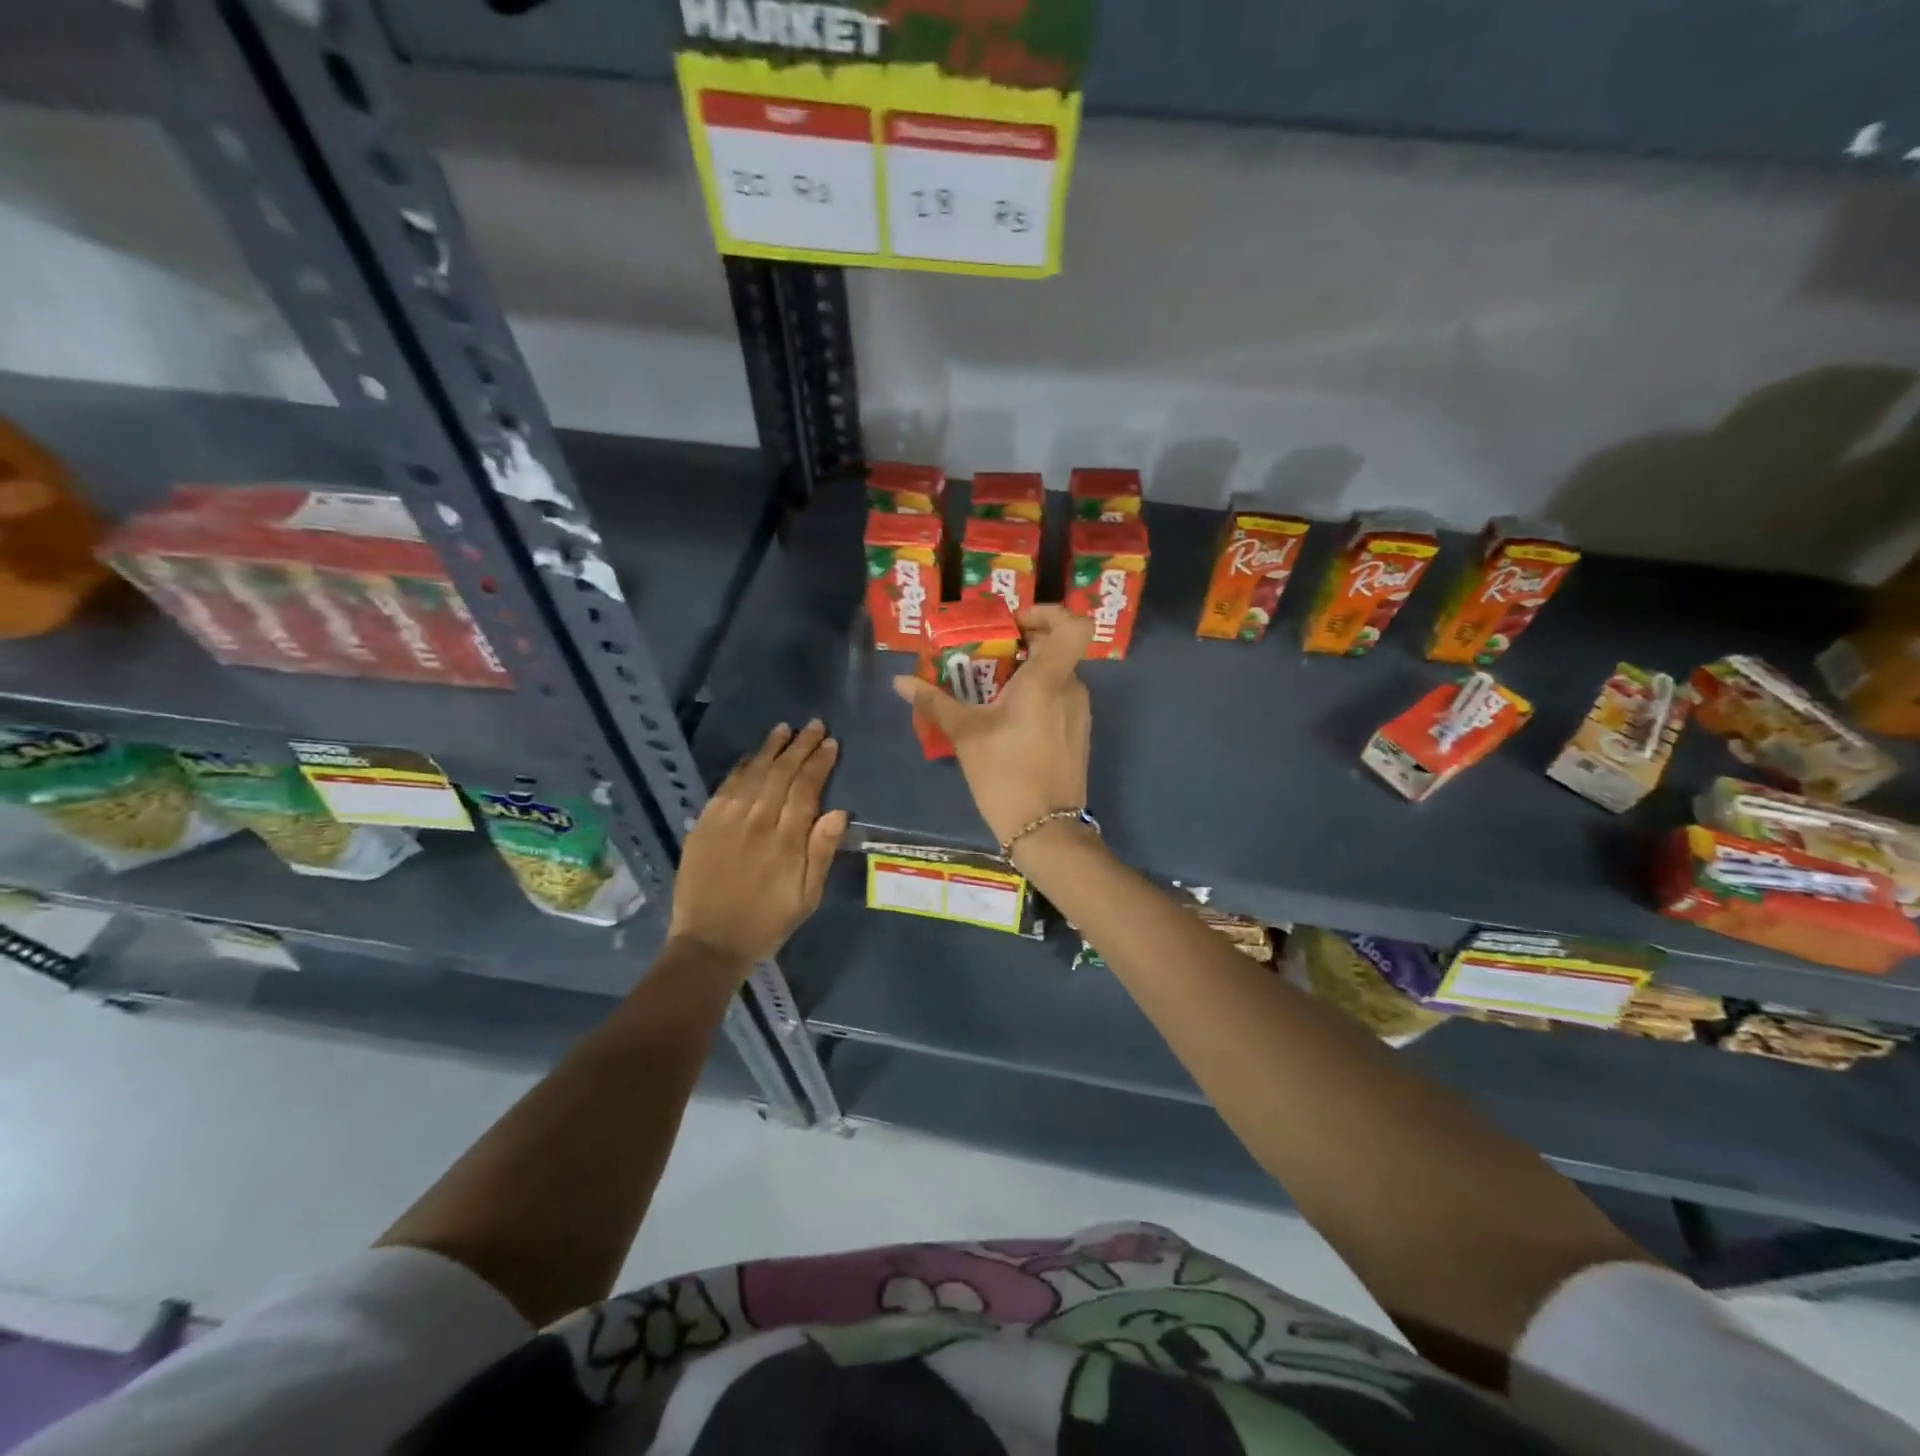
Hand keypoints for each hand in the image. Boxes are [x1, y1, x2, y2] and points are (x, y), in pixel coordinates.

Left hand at [669, 721, 847, 967]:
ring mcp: (726, 822)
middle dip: (800, 746)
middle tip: (814, 725)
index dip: (819, 763)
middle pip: (781, 774)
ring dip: (771, 749)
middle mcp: (756, 823)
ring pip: (753, 774)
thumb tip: (838, 812)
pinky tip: (751, 756)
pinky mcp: (703, 826)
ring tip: (785, 729)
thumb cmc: (767, 923)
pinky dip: (740, 768)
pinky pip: (725, 788)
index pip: (806, 789)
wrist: (709, 944)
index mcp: (785, 841)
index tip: (831, 744)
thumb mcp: (807, 897)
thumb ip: (821, 852)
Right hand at [892, 605, 1092, 846]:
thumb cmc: (1005, 774)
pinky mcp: (1078, 734)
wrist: (1046, 829)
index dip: (1048, 612)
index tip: (1014, 624)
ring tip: (989, 692)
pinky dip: (1036, 697)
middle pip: (1056, 648)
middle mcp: (1072, 688)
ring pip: (1056, 675)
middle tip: (985, 657)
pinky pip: (1059, 699)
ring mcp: (1080, 713)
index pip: (1074, 624)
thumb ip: (934, 702)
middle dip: (1021, 646)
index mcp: (1049, 679)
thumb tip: (900, 681)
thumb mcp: (965, 735)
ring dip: (1026, 674)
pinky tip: (1007, 721)